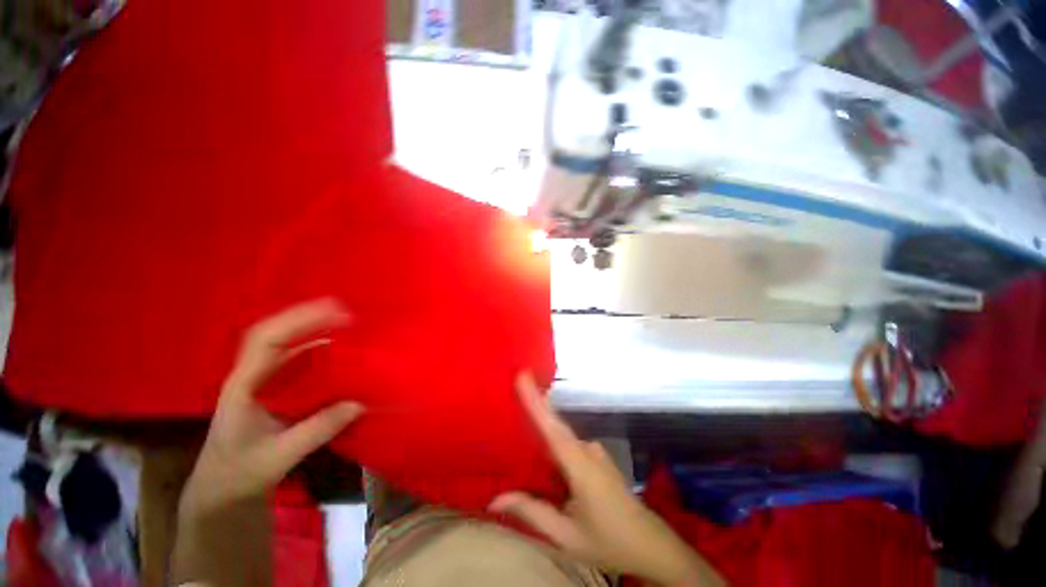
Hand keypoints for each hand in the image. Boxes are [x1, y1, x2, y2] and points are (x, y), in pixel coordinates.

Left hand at [180, 299, 363, 514]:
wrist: (220, 492)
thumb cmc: (238, 475)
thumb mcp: (276, 458)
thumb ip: (316, 430)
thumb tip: (359, 403)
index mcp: (243, 386)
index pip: (266, 341)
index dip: (300, 321)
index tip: (337, 314)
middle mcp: (252, 375)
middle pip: (275, 333)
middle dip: (309, 317)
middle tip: (347, 312)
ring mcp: (263, 381)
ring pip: (286, 344)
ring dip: (315, 330)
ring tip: (347, 324)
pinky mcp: (276, 390)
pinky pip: (297, 361)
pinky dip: (319, 350)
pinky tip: (339, 352)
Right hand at [489, 373, 724, 586]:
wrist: (652, 546)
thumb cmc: (610, 542)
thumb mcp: (567, 535)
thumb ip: (532, 513)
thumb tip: (495, 499)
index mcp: (580, 466)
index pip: (552, 428)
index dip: (535, 401)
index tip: (522, 376)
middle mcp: (586, 450)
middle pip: (555, 424)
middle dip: (535, 402)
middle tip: (514, 385)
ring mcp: (593, 452)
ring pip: (560, 434)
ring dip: (541, 422)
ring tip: (516, 414)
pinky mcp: (595, 457)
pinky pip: (567, 443)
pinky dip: (551, 440)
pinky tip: (538, 447)